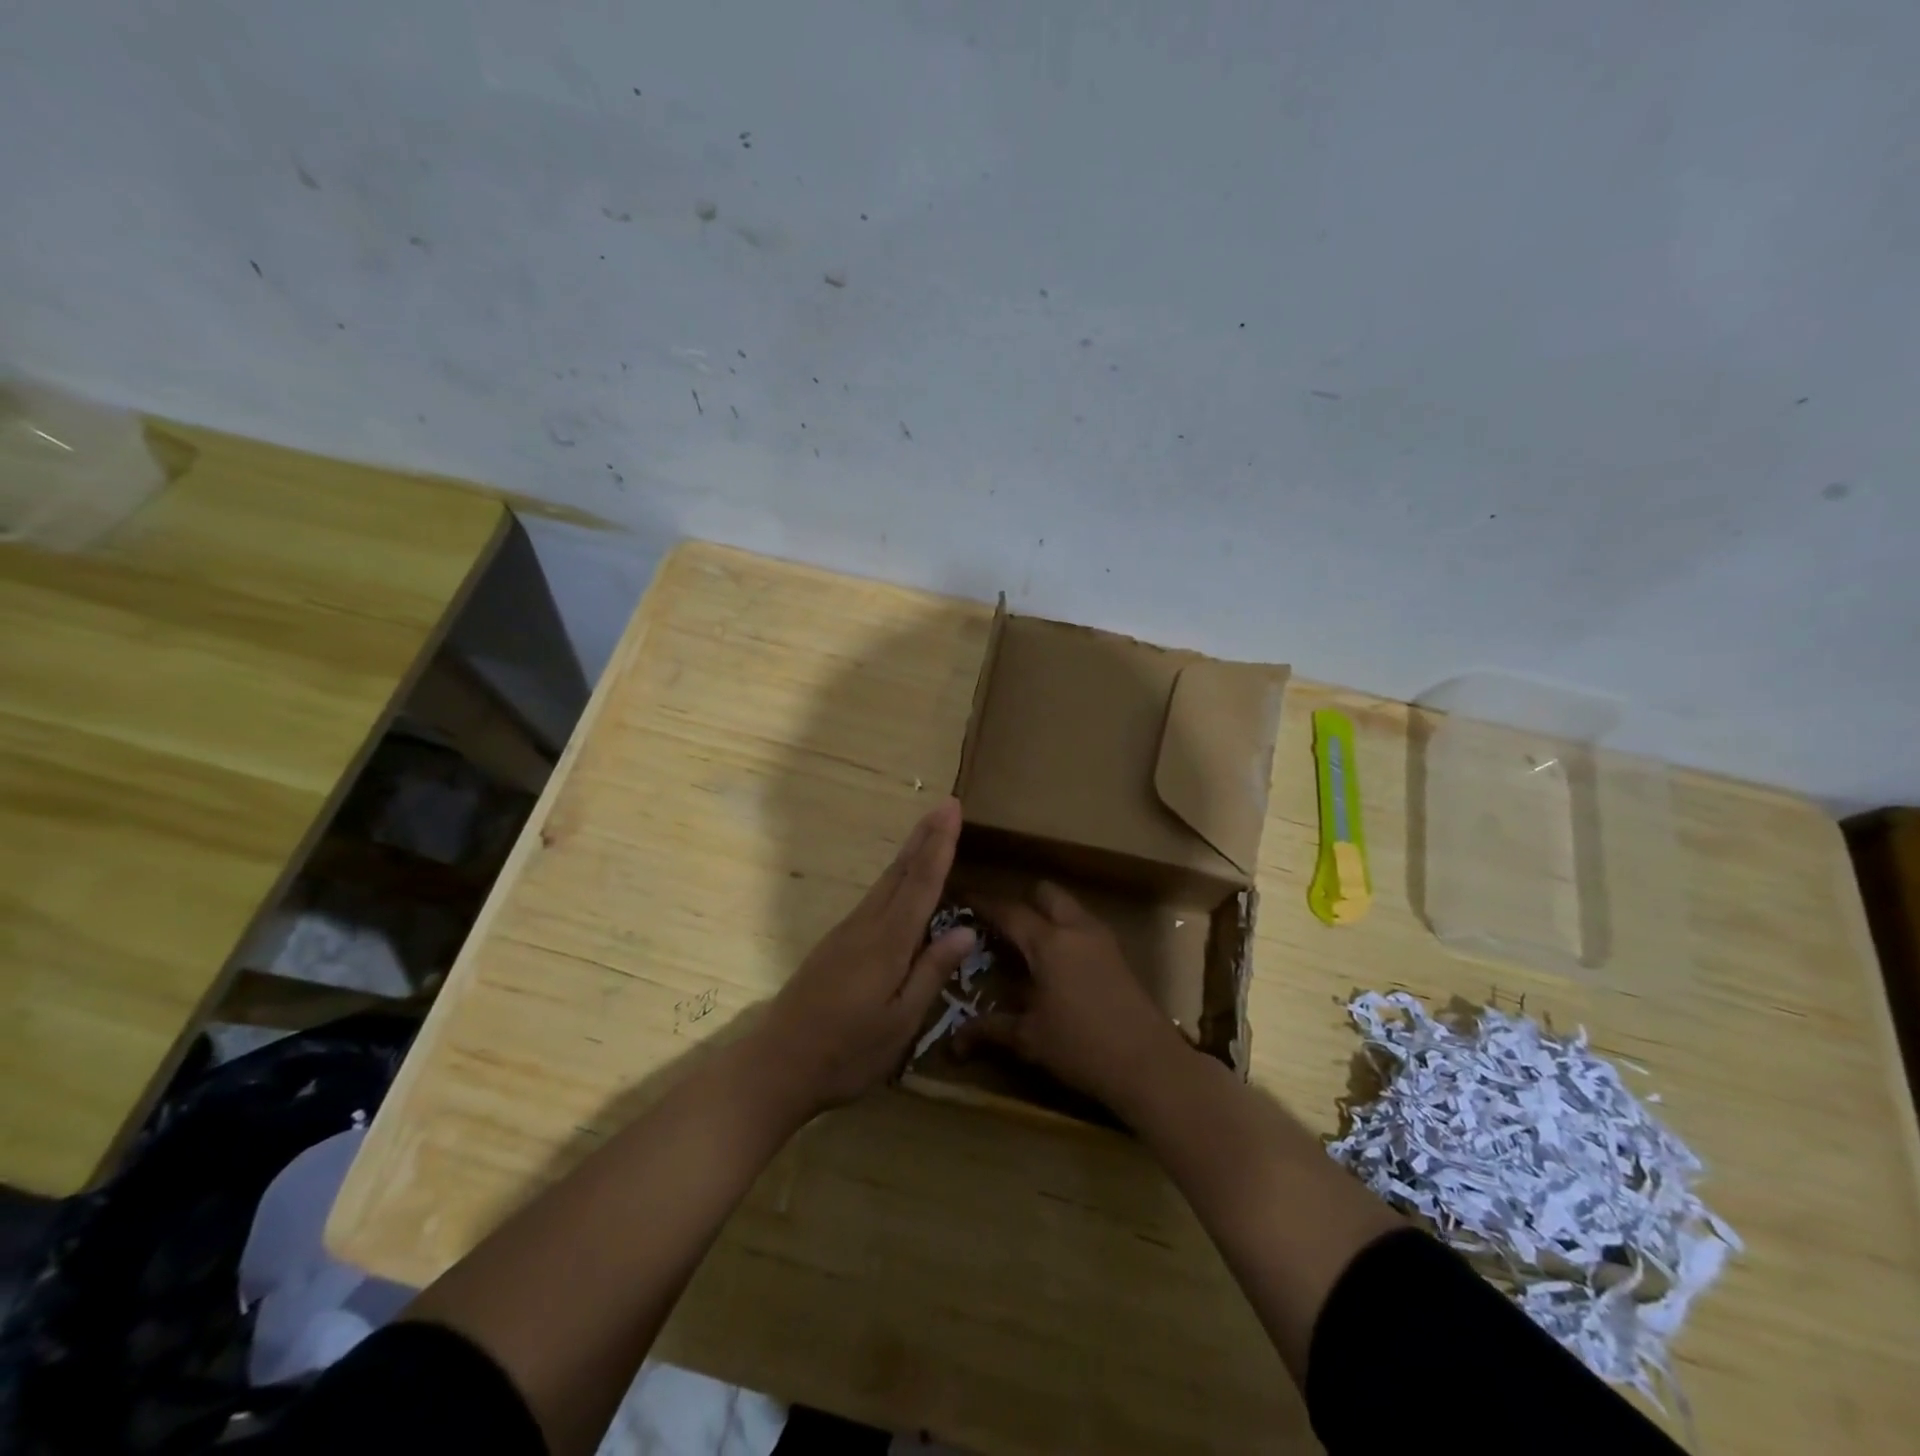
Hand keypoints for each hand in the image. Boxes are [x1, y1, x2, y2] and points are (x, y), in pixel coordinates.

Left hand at [757, 797, 976, 1117]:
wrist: (776, 1065)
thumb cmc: (846, 1053)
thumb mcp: (900, 1023)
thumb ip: (931, 973)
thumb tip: (965, 930)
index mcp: (888, 943)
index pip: (921, 883)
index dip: (940, 845)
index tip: (952, 808)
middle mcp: (866, 926)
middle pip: (900, 872)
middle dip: (924, 836)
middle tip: (944, 804)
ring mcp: (846, 933)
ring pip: (885, 883)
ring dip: (909, 853)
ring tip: (929, 831)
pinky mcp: (834, 945)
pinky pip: (873, 899)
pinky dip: (894, 878)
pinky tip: (900, 881)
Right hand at [953, 882, 1188, 1118]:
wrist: (1149, 1064)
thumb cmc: (1082, 1047)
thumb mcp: (1029, 1039)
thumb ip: (990, 1030)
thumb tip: (953, 1041)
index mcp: (1049, 942)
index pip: (1009, 911)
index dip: (984, 903)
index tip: (963, 898)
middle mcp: (1076, 928)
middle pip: (1045, 893)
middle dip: (1021, 900)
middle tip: (1000, 925)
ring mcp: (1102, 939)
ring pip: (1069, 907)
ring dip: (1047, 915)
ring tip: (1026, 944)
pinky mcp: (1118, 954)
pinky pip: (1084, 926)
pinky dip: (1065, 931)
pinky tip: (1056, 964)